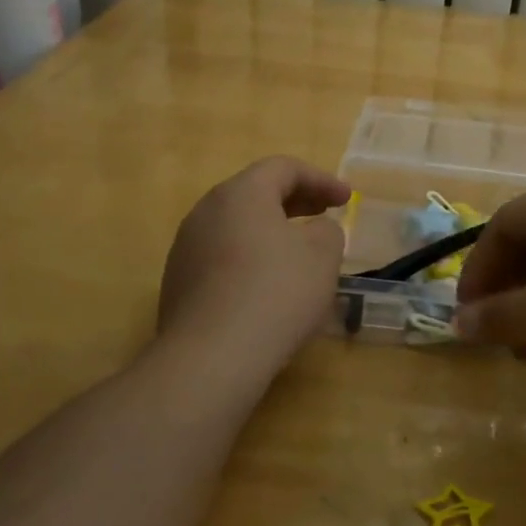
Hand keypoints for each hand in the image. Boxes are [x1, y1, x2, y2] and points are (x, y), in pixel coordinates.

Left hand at [158, 157, 350, 381]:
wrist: (212, 357)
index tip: (347, 199)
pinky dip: (250, 257)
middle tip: (324, 213)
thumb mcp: (322, 256)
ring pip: (237, 225)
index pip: (283, 168)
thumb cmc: (276, 293)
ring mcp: (186, 247)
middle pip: (255, 192)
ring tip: (298, 251)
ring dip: (271, 230)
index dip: (321, 179)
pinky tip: (268, 285)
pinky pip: (222, 255)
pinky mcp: (178, 281)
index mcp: (241, 194)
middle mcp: (206, 211)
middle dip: (296, 201)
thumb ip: (327, 231)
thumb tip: (314, 231)